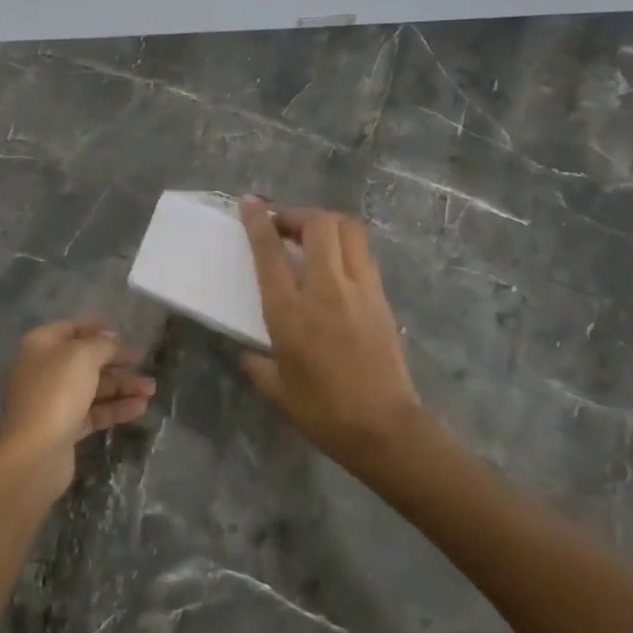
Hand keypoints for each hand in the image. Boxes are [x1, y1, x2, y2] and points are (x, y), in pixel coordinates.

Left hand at [0, 320, 155, 500]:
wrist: (34, 453)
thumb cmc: (56, 392)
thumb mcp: (83, 356)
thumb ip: (102, 344)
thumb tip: (112, 338)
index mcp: (41, 345)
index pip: (71, 328)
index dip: (97, 329)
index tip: (124, 335)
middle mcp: (45, 370)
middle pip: (85, 360)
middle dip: (116, 361)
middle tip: (144, 361)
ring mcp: (54, 401)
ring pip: (93, 388)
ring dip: (122, 386)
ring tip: (151, 389)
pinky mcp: (65, 428)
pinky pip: (94, 412)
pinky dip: (116, 408)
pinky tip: (140, 408)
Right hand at [239, 197, 423, 467]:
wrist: (384, 429)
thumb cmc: (323, 412)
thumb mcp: (276, 389)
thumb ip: (257, 362)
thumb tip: (248, 351)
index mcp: (290, 312)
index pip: (270, 251)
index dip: (257, 221)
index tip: (249, 203)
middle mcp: (325, 290)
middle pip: (318, 224)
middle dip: (297, 215)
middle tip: (283, 228)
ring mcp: (359, 290)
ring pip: (348, 230)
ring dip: (326, 224)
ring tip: (312, 239)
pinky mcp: (381, 298)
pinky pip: (363, 254)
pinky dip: (345, 246)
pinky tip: (335, 266)